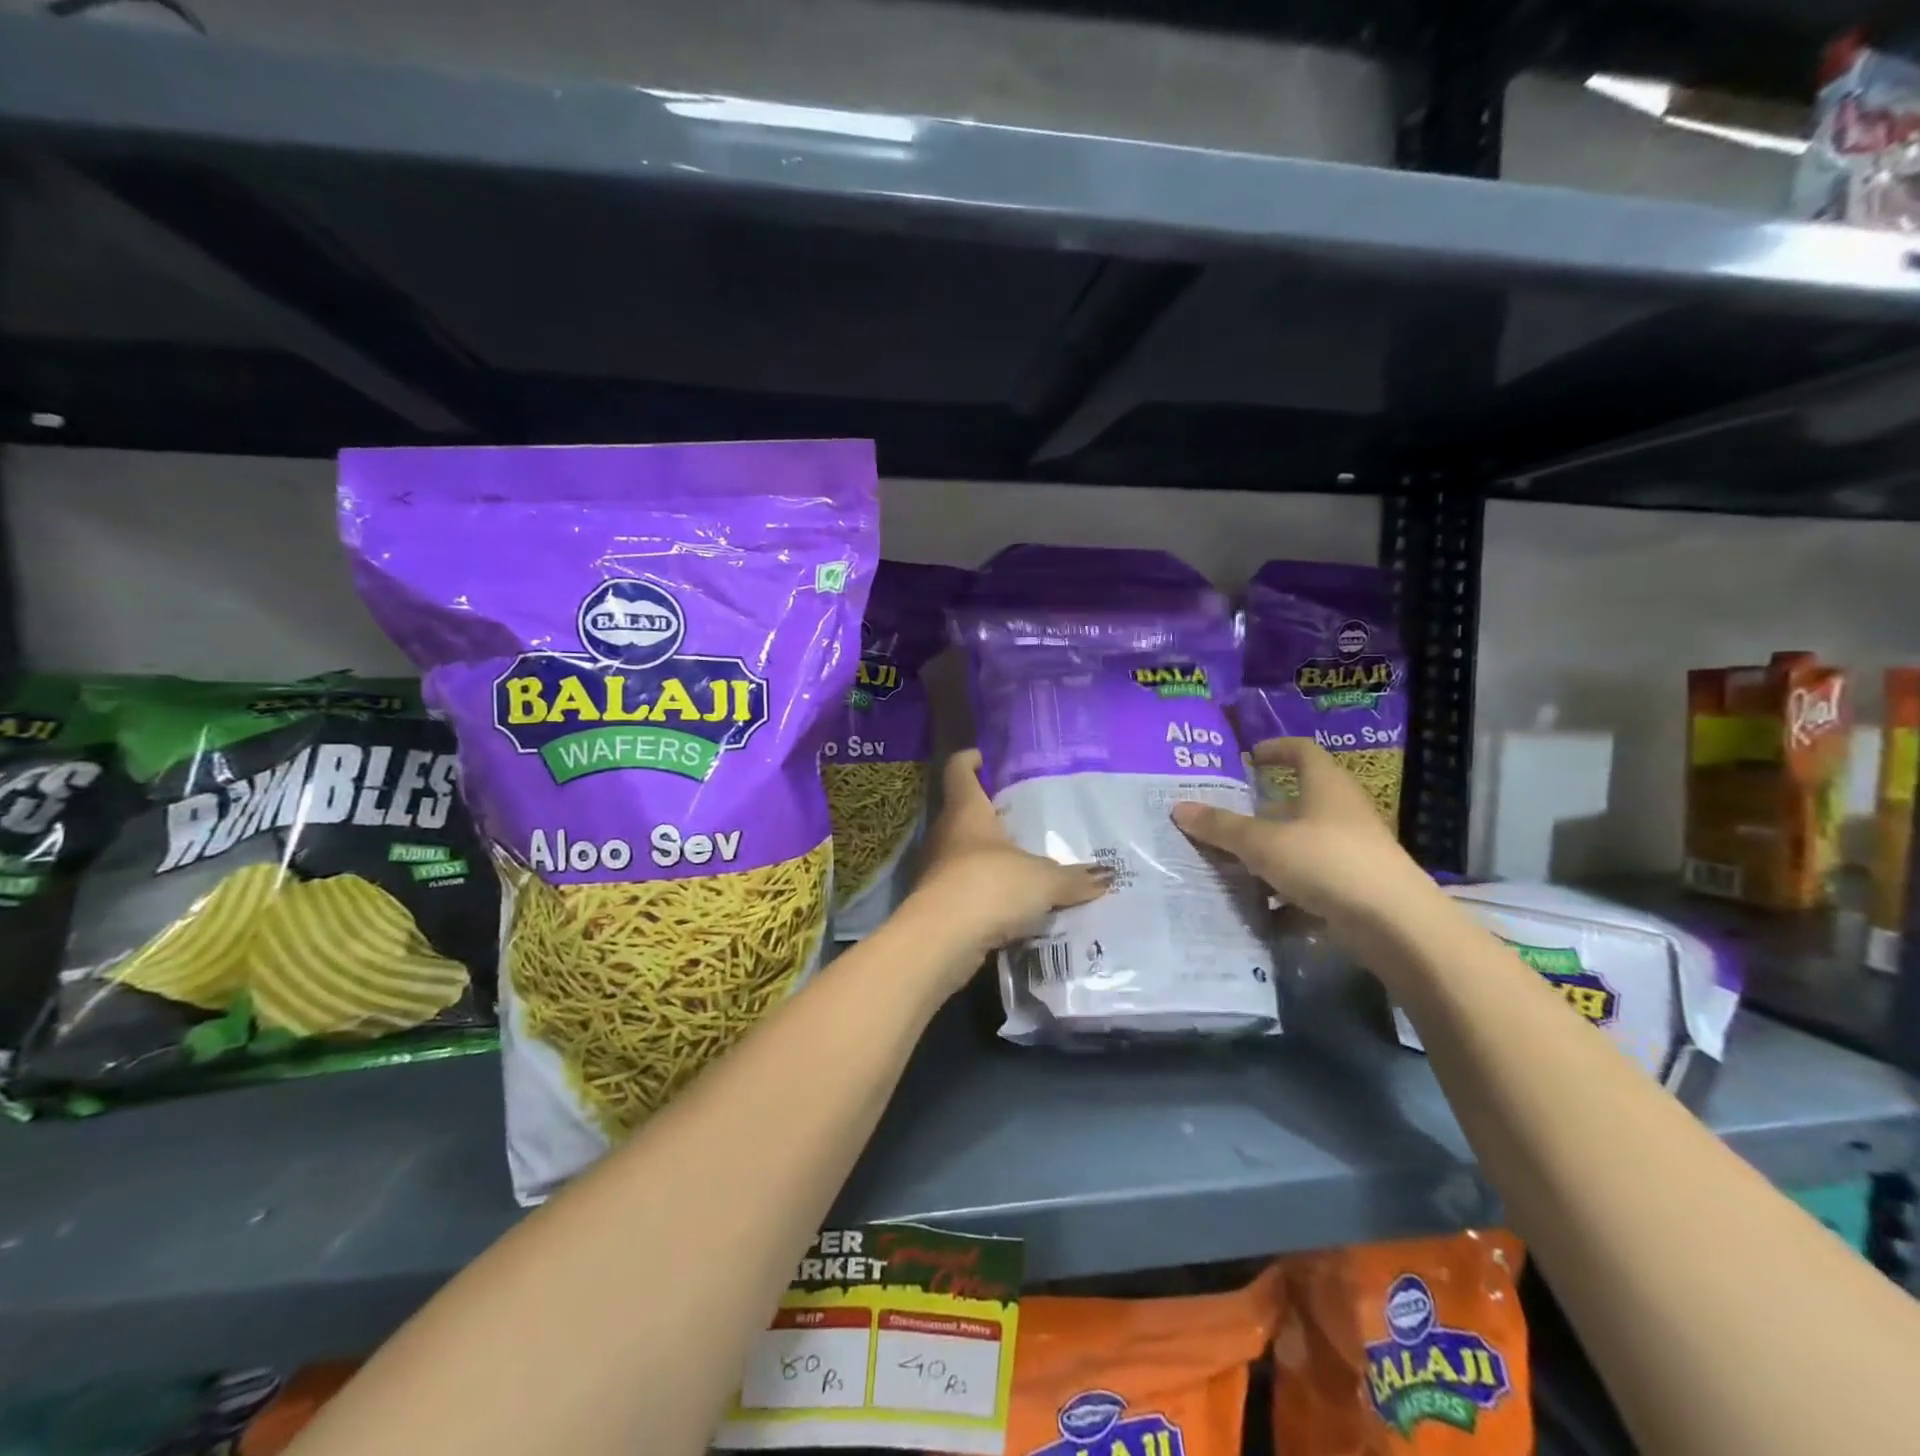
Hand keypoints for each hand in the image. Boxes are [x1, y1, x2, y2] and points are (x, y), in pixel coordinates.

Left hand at [902, 750, 1108, 969]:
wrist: (942, 940)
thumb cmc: (990, 886)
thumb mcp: (1043, 881)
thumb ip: (1074, 878)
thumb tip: (1107, 875)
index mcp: (966, 811)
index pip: (958, 770)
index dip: (969, 760)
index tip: (983, 757)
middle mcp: (946, 833)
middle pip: (962, 812)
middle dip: (987, 813)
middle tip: (1020, 816)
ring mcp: (937, 868)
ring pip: (963, 852)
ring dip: (987, 856)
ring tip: (1022, 861)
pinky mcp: (937, 902)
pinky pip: (964, 887)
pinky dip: (984, 890)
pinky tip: (1009, 902)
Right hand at [1170, 738, 1437, 937]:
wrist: (1395, 926)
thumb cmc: (1327, 863)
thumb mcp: (1263, 843)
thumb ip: (1221, 827)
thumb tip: (1178, 808)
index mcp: (1326, 787)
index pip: (1302, 752)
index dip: (1275, 749)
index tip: (1247, 757)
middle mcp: (1341, 813)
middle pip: (1295, 803)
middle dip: (1258, 814)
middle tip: (1221, 821)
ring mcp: (1351, 853)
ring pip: (1299, 846)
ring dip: (1267, 856)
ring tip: (1229, 867)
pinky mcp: (1354, 889)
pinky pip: (1310, 883)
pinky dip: (1284, 894)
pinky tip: (1259, 910)